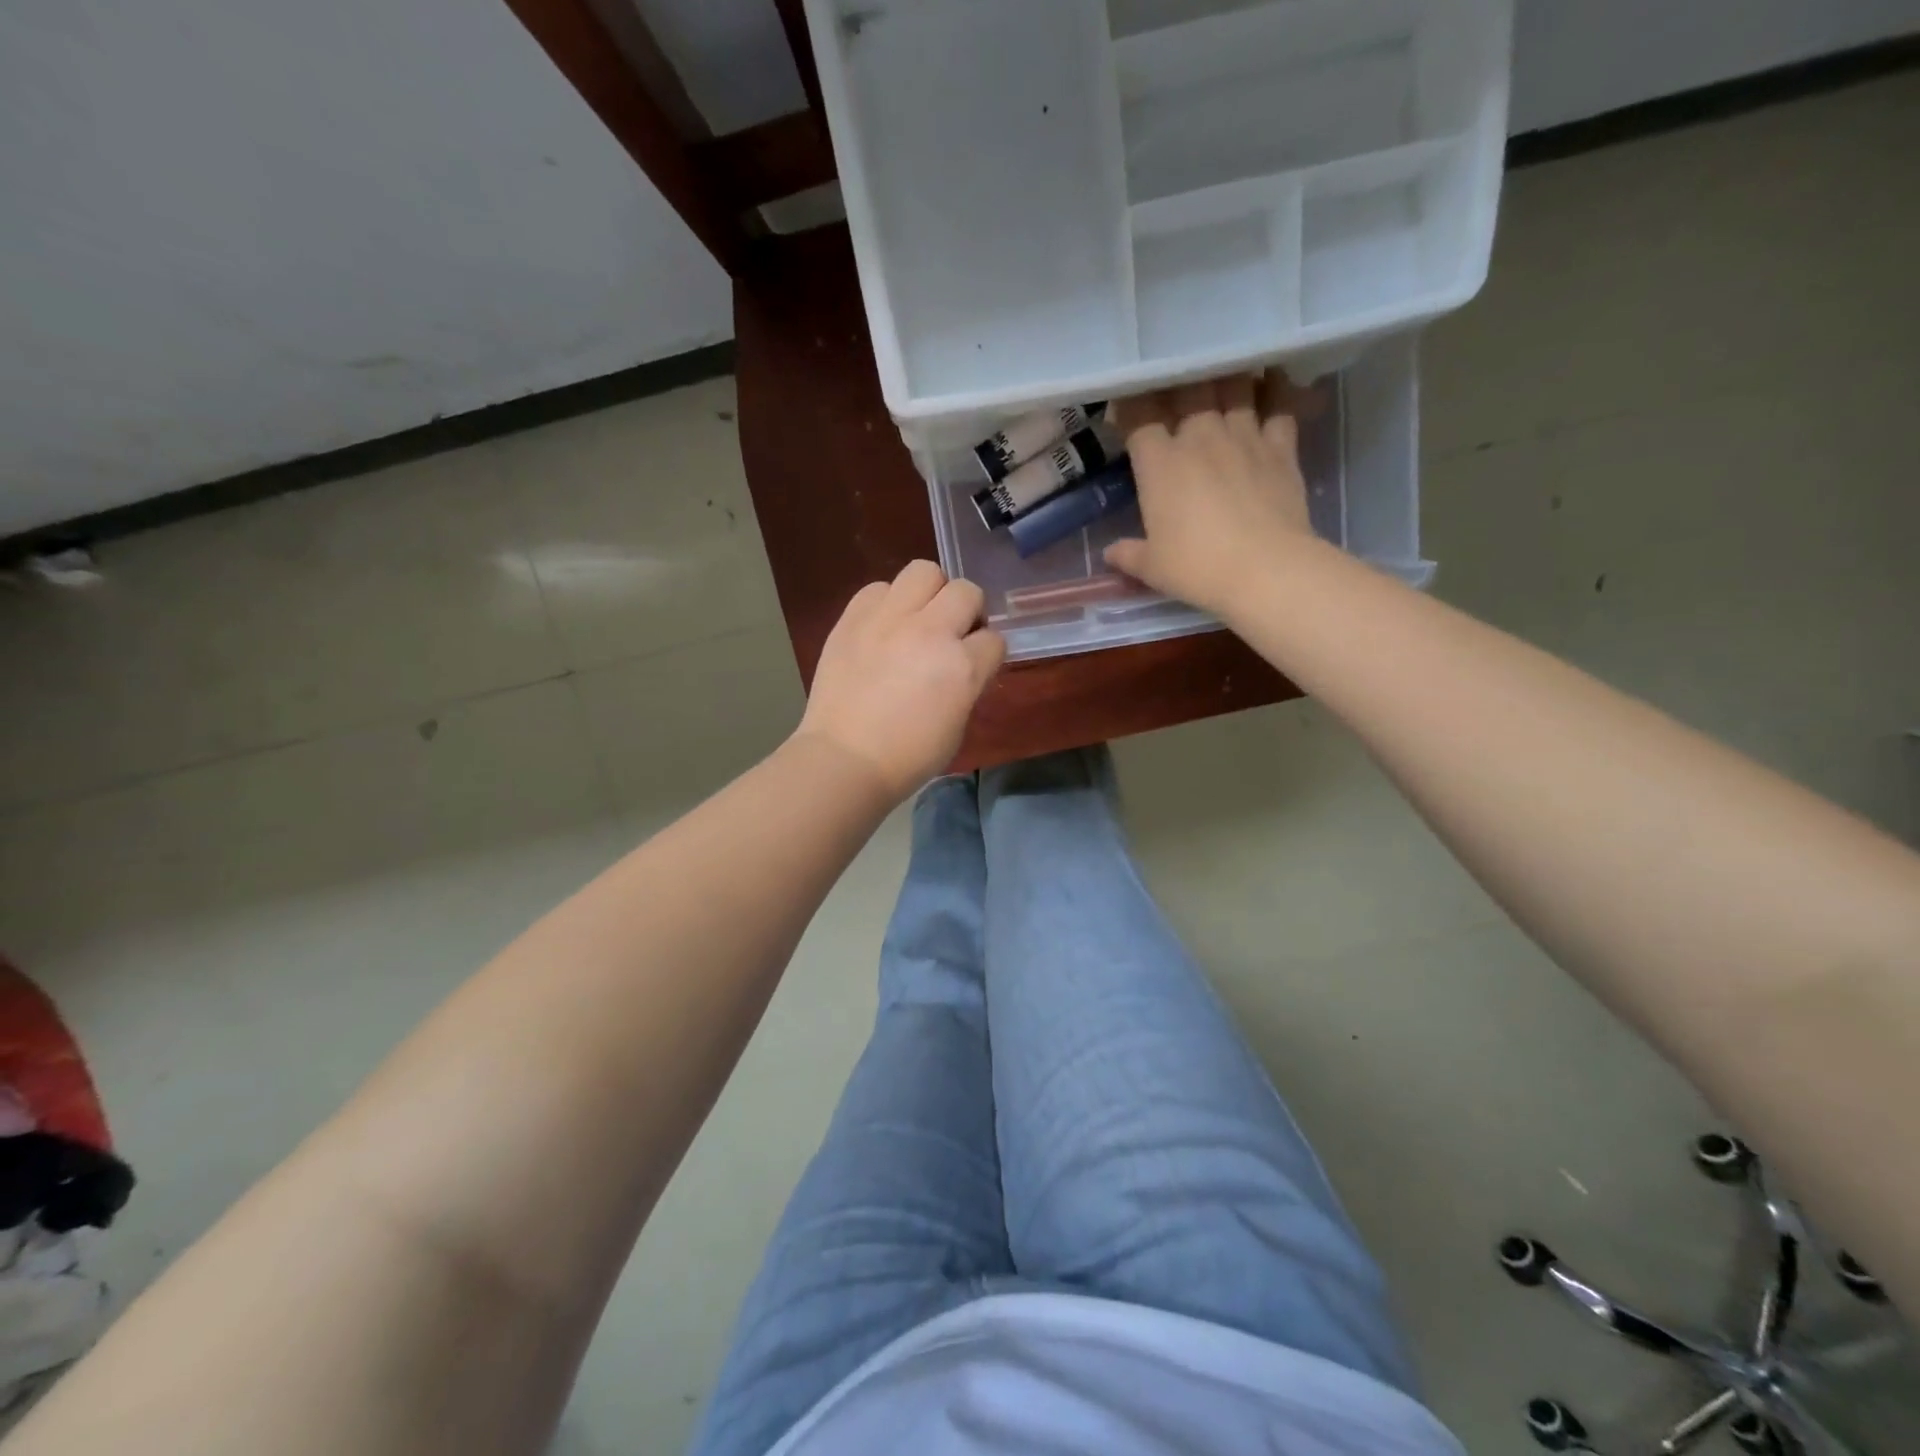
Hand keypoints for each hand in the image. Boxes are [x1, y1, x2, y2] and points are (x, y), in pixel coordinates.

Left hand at [797, 561, 1005, 799]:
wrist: (845, 759)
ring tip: (917, 618)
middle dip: (967, 611)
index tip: (976, 664)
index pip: (994, 639)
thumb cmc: (908, 757)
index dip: (987, 652)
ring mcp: (888, 619)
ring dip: (929, 593)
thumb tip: (964, 664)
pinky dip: (886, 602)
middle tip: (952, 634)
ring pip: (924, 571)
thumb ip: (967, 684)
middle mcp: (930, 631)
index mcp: (962, 666)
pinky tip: (882, 626)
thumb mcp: (957, 725)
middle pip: (966, 591)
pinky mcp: (853, 617)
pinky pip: (878, 588)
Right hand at [1104, 373, 1325, 619]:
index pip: (1138, 415)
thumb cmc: (1197, 568)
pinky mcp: (1281, 447)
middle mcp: (1199, 436)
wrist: (1265, 570)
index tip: (1124, 407)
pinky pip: (1279, 405)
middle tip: (1174, 387)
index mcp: (1159, 462)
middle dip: (1178, 383)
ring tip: (1220, 376)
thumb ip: (1128, 555)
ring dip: (1225, 379)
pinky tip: (1272, 382)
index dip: (1129, 406)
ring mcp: (1243, 437)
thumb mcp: (1152, 568)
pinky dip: (1275, 391)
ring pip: (1233, 387)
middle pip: (1187, 389)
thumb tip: (1110, 553)